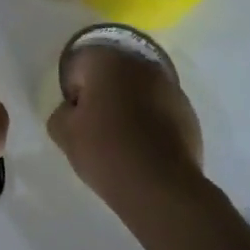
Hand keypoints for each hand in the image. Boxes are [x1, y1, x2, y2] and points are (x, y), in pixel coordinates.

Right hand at [48, 46, 203, 211]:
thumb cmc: (106, 151)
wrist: (161, 187)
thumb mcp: (64, 134)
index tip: (76, 118)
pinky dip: (151, 122)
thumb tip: (73, 110)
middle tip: (96, 128)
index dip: (73, 92)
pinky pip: (159, 110)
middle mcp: (141, 65)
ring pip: (138, 91)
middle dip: (102, 95)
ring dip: (128, 106)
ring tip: (122, 141)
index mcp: (107, 61)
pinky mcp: (188, 113)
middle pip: (111, 74)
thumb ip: (60, 113)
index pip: (79, 65)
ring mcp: (170, 87)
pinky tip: (145, 149)